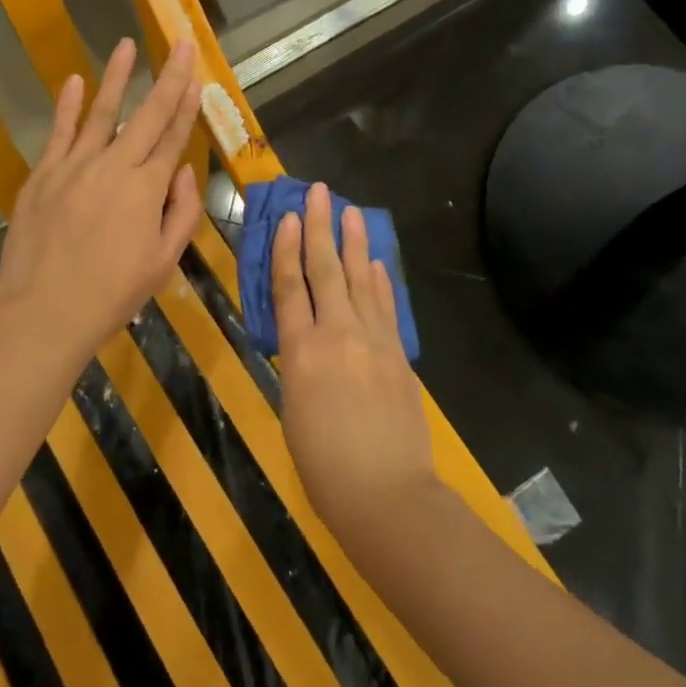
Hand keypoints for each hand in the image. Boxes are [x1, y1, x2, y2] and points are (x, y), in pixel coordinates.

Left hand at [0, 37, 201, 359]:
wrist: (45, 311)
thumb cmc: (113, 293)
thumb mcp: (164, 261)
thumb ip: (181, 212)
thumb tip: (185, 171)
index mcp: (147, 189)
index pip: (173, 138)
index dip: (187, 105)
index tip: (196, 76)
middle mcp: (114, 166)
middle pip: (147, 115)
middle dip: (167, 78)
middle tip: (179, 44)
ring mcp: (75, 166)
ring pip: (102, 113)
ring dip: (117, 77)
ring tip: (127, 45)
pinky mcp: (43, 174)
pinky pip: (59, 132)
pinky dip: (68, 106)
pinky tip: (77, 81)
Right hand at [273, 184, 441, 553]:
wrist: (386, 494)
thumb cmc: (324, 466)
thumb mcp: (293, 411)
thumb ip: (298, 367)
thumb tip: (304, 340)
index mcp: (300, 353)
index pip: (289, 289)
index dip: (287, 250)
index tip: (289, 217)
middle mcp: (336, 335)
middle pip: (326, 271)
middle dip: (321, 228)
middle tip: (320, 192)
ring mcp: (373, 341)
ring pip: (360, 280)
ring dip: (355, 244)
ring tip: (352, 212)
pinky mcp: (398, 354)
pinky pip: (385, 307)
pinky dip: (379, 281)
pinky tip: (375, 263)